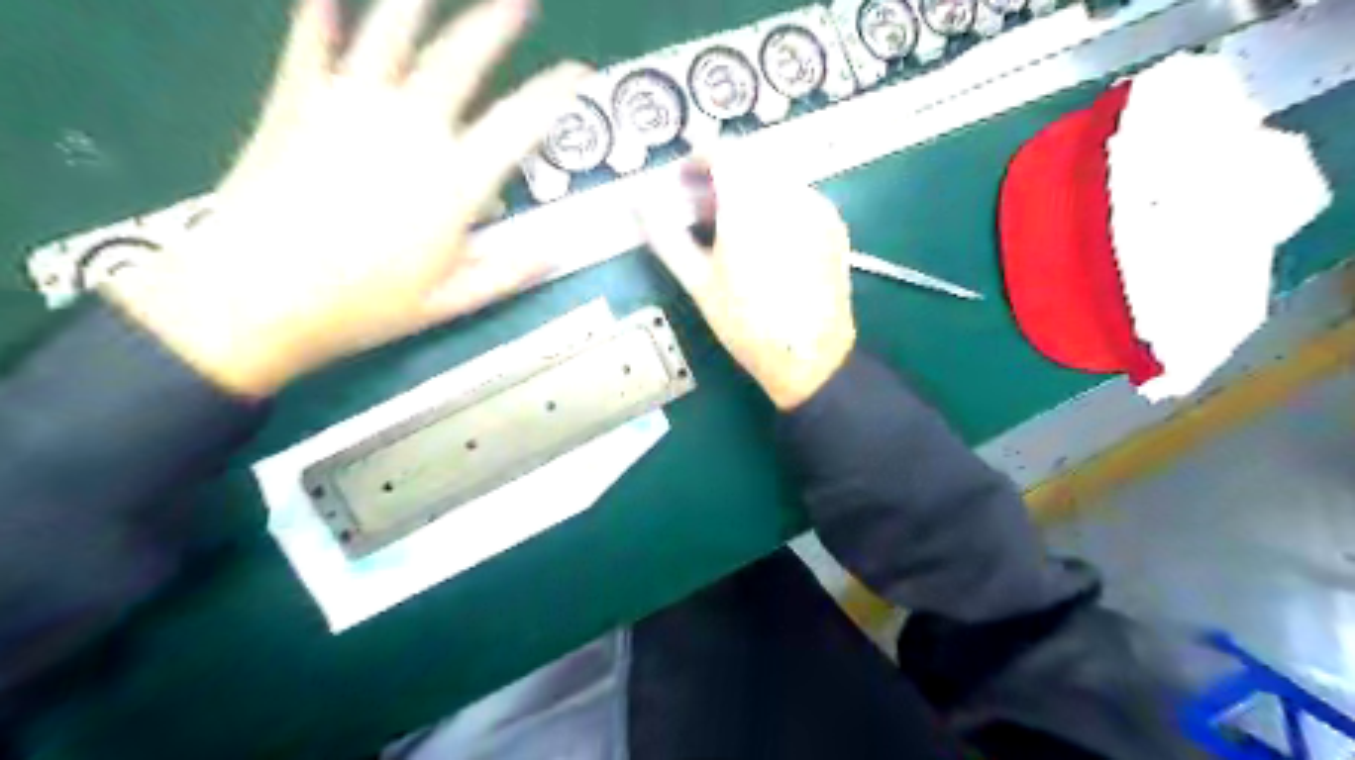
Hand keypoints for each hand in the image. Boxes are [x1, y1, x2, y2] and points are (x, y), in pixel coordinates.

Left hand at [106, 1, 585, 398]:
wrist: (255, 298)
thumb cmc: (364, 306)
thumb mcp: (451, 302)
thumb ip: (508, 272)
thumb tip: (555, 253)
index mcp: (455, 181)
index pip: (520, 124)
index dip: (555, 94)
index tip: (577, 74)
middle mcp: (410, 130)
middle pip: (459, 60)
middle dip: (494, 26)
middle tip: (518, 3)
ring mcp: (348, 109)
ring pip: (388, 37)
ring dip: (414, 4)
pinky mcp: (296, 105)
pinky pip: (311, 48)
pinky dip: (318, 20)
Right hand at [638, 160, 850, 407]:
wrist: (809, 356)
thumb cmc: (747, 323)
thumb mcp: (699, 282)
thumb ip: (666, 235)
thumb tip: (641, 203)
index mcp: (751, 203)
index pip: (723, 152)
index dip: (697, 160)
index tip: (683, 181)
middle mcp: (789, 194)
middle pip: (750, 162)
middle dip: (722, 177)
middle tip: (701, 210)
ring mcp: (817, 207)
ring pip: (775, 178)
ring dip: (748, 190)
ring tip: (731, 229)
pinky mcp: (834, 225)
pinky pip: (797, 198)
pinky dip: (774, 205)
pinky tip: (765, 242)